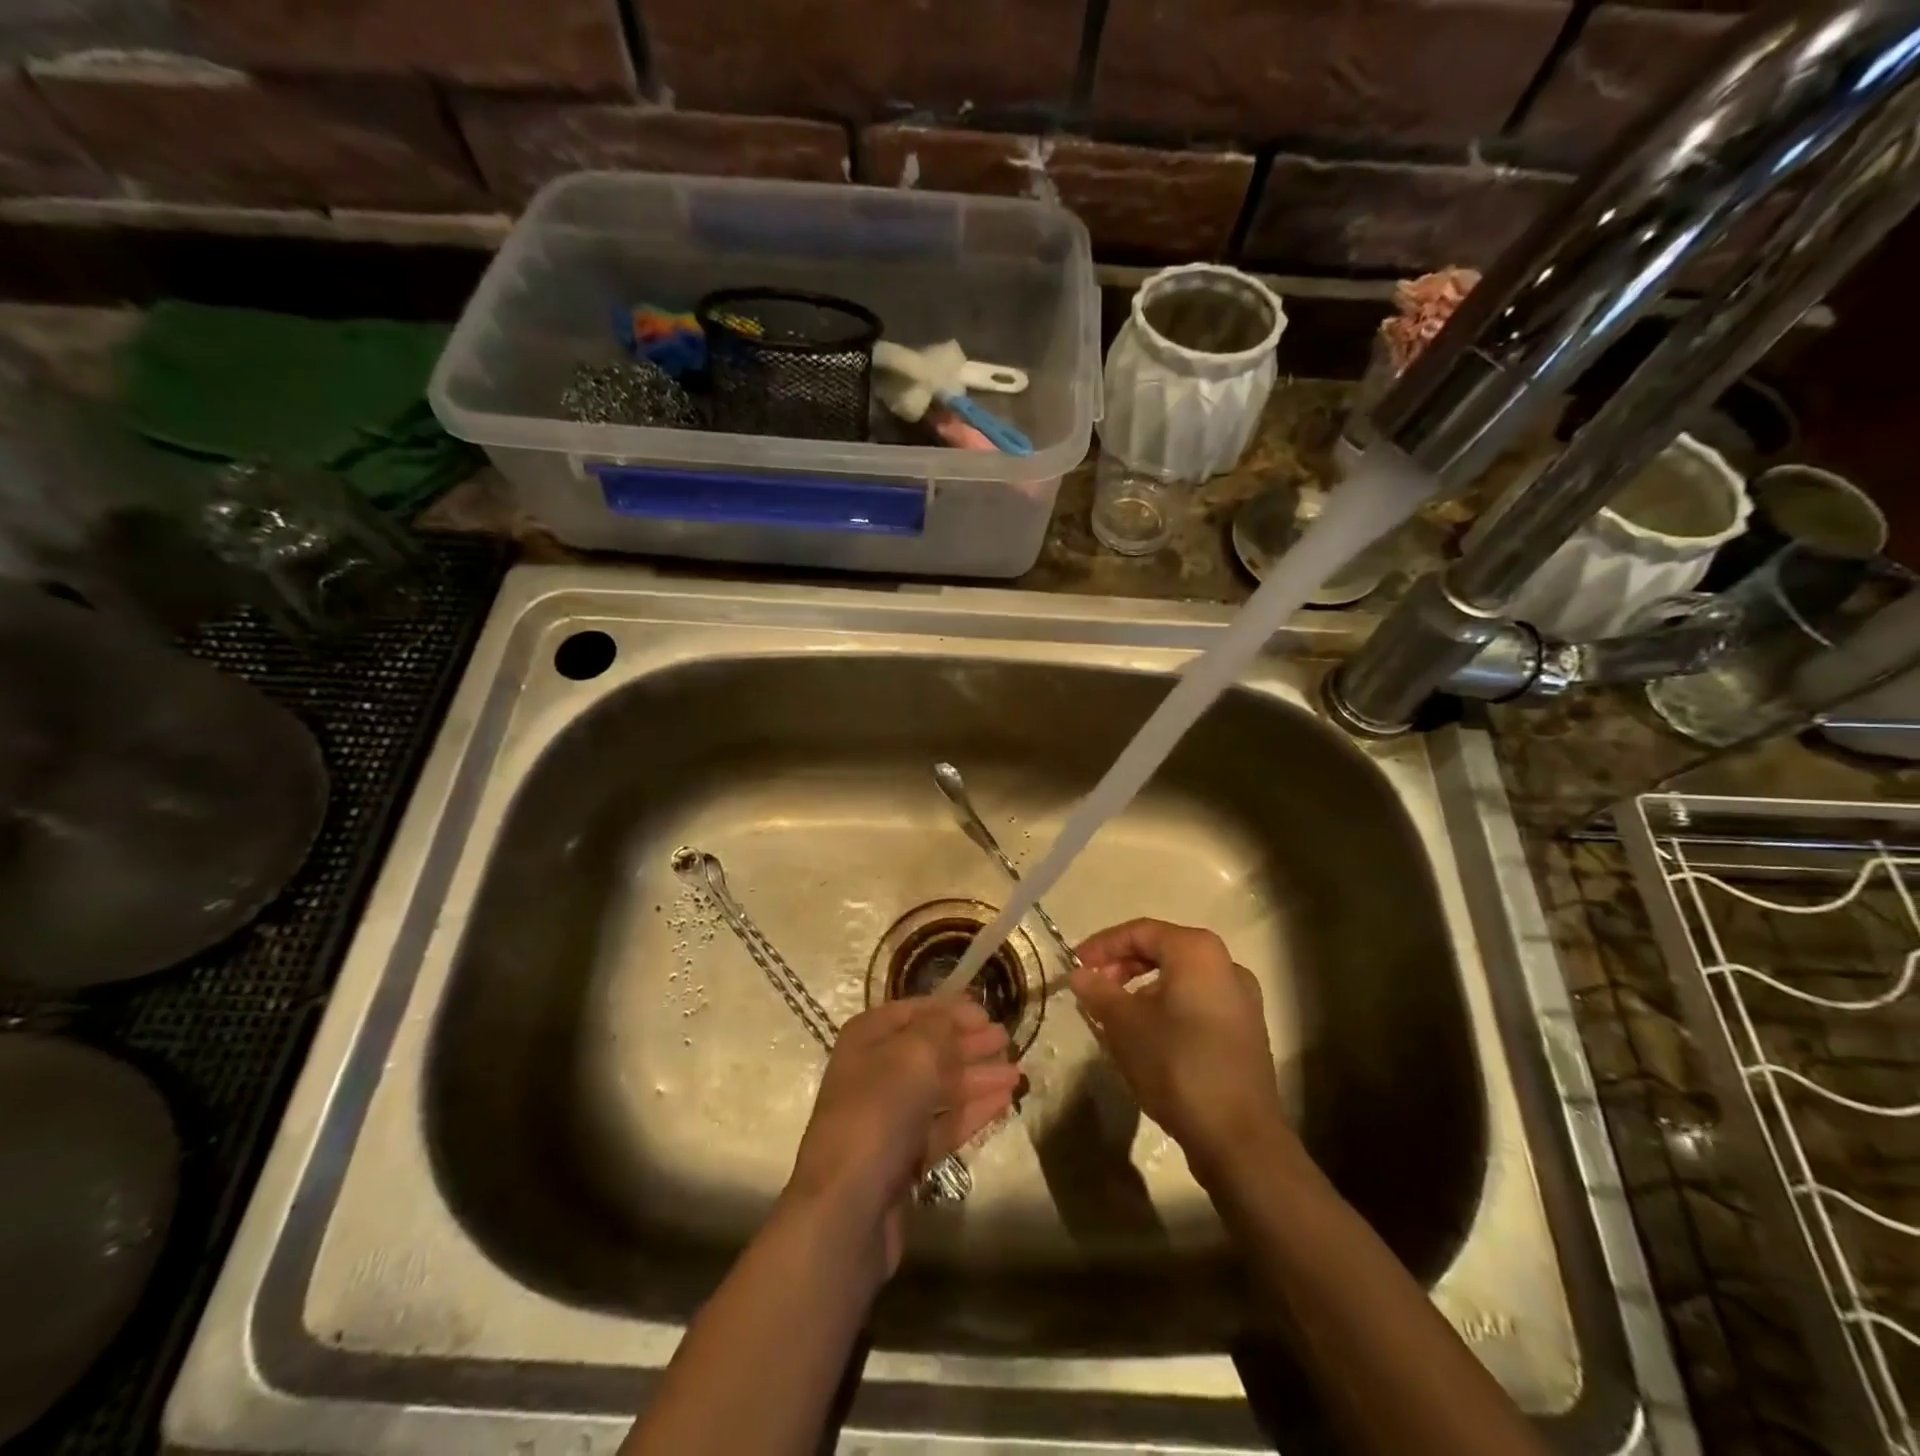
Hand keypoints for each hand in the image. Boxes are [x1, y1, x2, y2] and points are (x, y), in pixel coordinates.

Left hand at [785, 997, 1020, 1276]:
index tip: (988, 1013)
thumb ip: (939, 1028)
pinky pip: (943, 1125)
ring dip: (977, 1078)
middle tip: (1008, 1040)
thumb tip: (954, 1015)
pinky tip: (1003, 1104)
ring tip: (1017, 1074)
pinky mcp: (903, 1157)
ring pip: (939, 1089)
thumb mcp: (914, 1054)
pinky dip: (971, 1112)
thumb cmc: (879, 1112)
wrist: (847, 1207)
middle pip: (929, 1050)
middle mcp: (874, 1072)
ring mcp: (888, 1117)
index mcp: (868, 1038)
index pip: (915, 1012)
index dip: (951, 1011)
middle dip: (968, 1044)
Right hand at [1070, 919, 1295, 1184]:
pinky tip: (1147, 1036)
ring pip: (1180, 979)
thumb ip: (1098, 991)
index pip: (1140, 932)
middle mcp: (1225, 964)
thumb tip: (1079, 974)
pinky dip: (1167, 1007)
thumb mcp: (1124, 1025)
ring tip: (1115, 1015)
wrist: (1239, 1137)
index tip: (1075, 966)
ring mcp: (1241, 998)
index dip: (1102, 946)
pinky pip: (1197, 1002)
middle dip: (1122, 966)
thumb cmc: (1177, 1065)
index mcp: (1197, 951)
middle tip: (1094, 988)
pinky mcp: (1245, 1030)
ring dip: (1142, 989)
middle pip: (1163, 951)